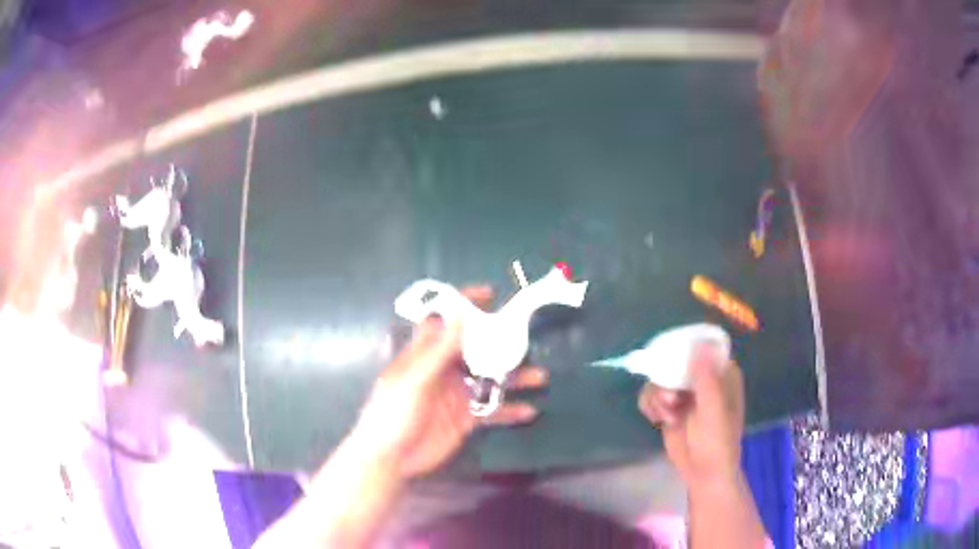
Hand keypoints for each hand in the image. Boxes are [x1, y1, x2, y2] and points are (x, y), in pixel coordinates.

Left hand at [352, 286, 547, 478]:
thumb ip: (439, 351)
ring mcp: (456, 395)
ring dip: (513, 378)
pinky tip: (529, 411)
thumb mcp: (414, 381)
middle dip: (500, 343)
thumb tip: (461, 315)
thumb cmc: (392, 414)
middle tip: (526, 338)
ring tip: (539, 377)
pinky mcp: (464, 419)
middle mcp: (443, 371)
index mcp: (425, 355)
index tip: (490, 295)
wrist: (390, 459)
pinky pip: (491, 411)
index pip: (446, 322)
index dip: (464, 306)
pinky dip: (510, 411)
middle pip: (475, 350)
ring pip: (489, 380)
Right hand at [638, 344, 744, 489]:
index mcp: (721, 372)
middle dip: (666, 381)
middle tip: (669, 401)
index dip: (683, 350)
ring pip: (659, 379)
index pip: (701, 347)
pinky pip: (651, 395)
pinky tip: (657, 420)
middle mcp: (703, 377)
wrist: (703, 473)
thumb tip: (700, 344)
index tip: (669, 362)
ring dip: (658, 397)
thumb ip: (706, 379)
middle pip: (675, 361)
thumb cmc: (717, 442)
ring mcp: (685, 393)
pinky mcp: (669, 407)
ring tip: (666, 417)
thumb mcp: (713, 410)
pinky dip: (650, 405)